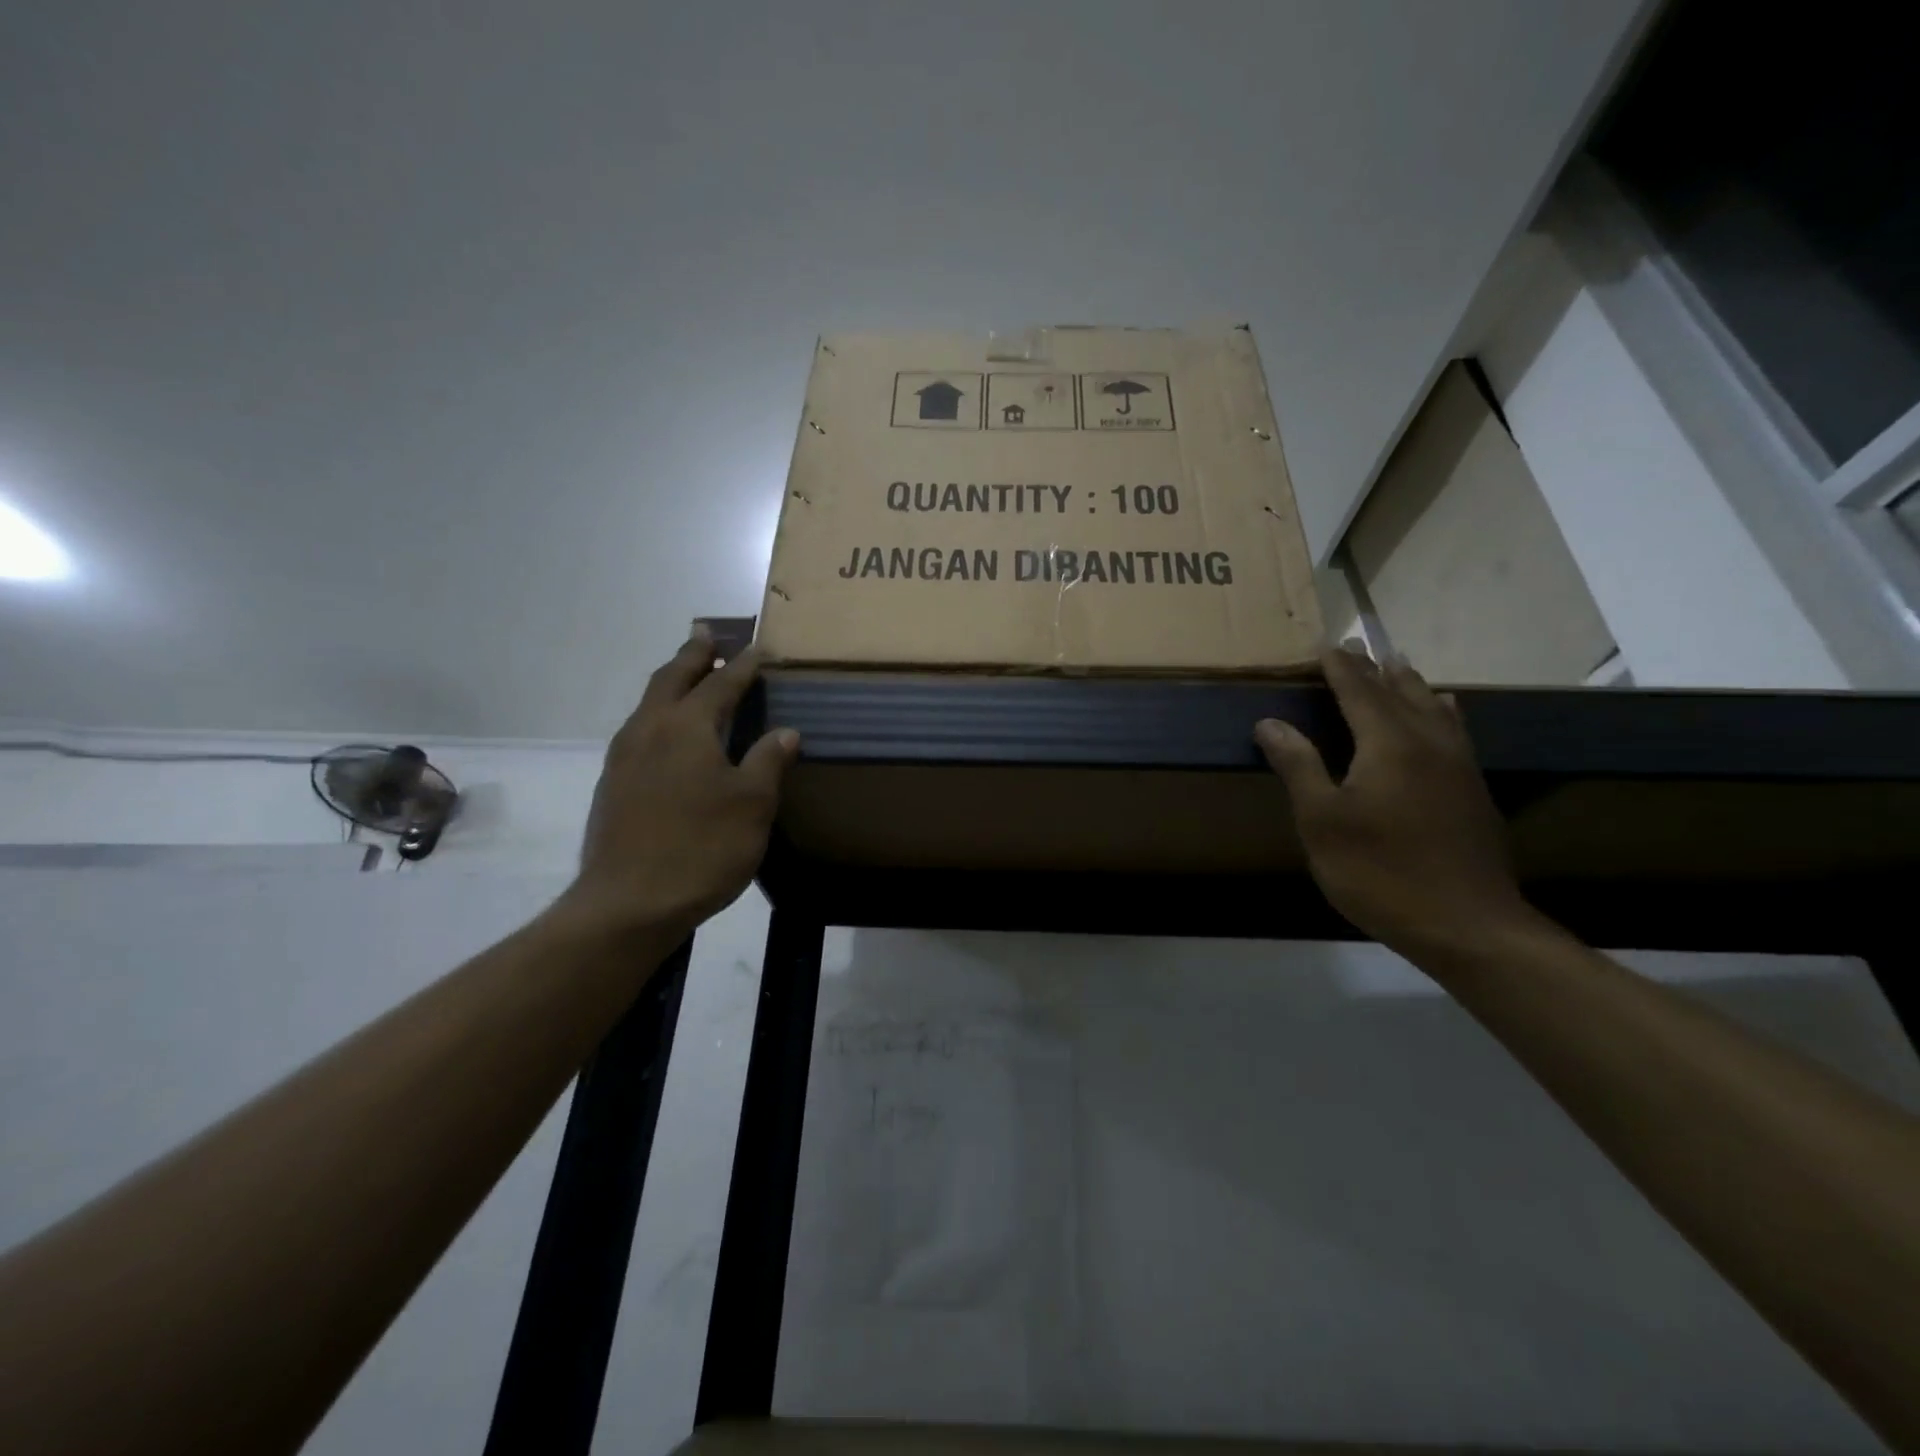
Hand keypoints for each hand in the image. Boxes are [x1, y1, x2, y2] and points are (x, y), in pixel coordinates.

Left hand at [563, 631, 798, 938]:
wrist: (628, 903)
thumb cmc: (701, 847)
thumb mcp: (752, 804)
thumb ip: (768, 761)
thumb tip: (786, 732)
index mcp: (687, 727)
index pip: (721, 683)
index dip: (744, 665)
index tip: (760, 648)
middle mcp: (650, 729)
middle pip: (672, 678)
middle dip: (694, 654)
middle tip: (707, 633)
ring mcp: (625, 756)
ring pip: (650, 702)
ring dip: (672, 680)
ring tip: (688, 673)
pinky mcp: (613, 782)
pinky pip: (640, 728)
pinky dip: (659, 712)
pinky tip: (669, 731)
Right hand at [1254, 645, 1536, 958]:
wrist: (1468, 925)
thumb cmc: (1380, 872)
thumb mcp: (1323, 821)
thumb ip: (1299, 766)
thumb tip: (1270, 723)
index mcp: (1389, 745)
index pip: (1360, 693)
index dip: (1341, 669)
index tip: (1326, 645)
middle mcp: (1429, 744)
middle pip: (1400, 694)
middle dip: (1375, 669)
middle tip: (1358, 647)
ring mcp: (1459, 767)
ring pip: (1435, 709)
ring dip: (1412, 684)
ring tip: (1400, 665)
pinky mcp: (1474, 792)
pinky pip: (1455, 731)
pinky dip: (1442, 711)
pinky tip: (1447, 713)